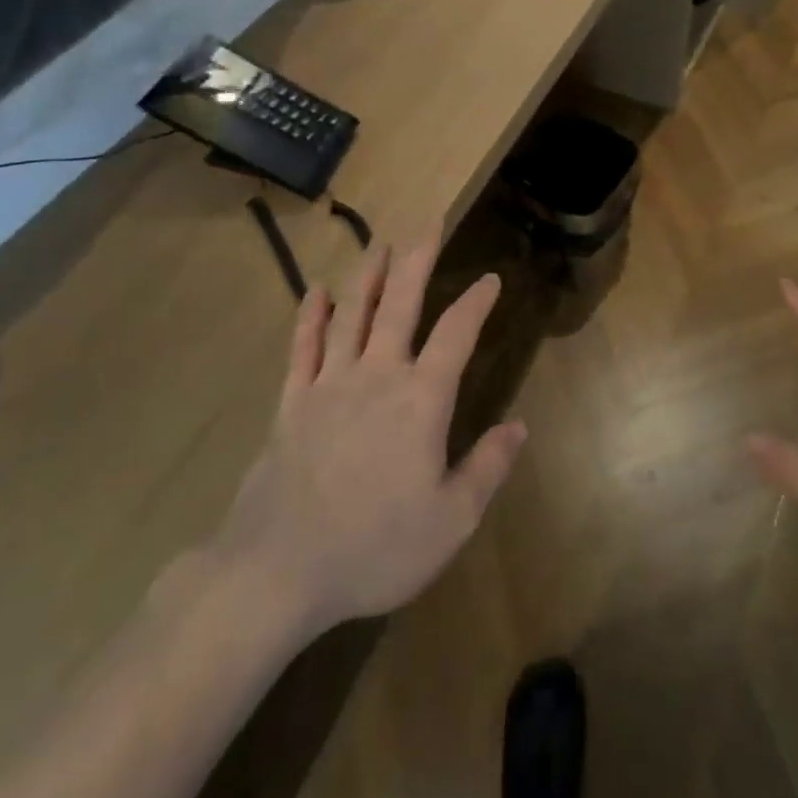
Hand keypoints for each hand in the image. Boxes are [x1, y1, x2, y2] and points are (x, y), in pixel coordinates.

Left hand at [211, 234, 525, 638]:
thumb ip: (487, 468)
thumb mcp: (450, 521)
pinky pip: (303, 347)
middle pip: (400, 305)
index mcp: (420, 400)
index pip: (456, 335)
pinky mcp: (292, 402)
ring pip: (352, 314)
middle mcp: (377, 376)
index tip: (490, 279)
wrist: (278, 572)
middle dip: (418, 261)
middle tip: (428, 225)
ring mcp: (329, 384)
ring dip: (369, 275)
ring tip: (381, 244)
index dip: (476, 303)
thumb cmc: (375, 549)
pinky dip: (310, 316)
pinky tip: (316, 291)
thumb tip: (519, 425)